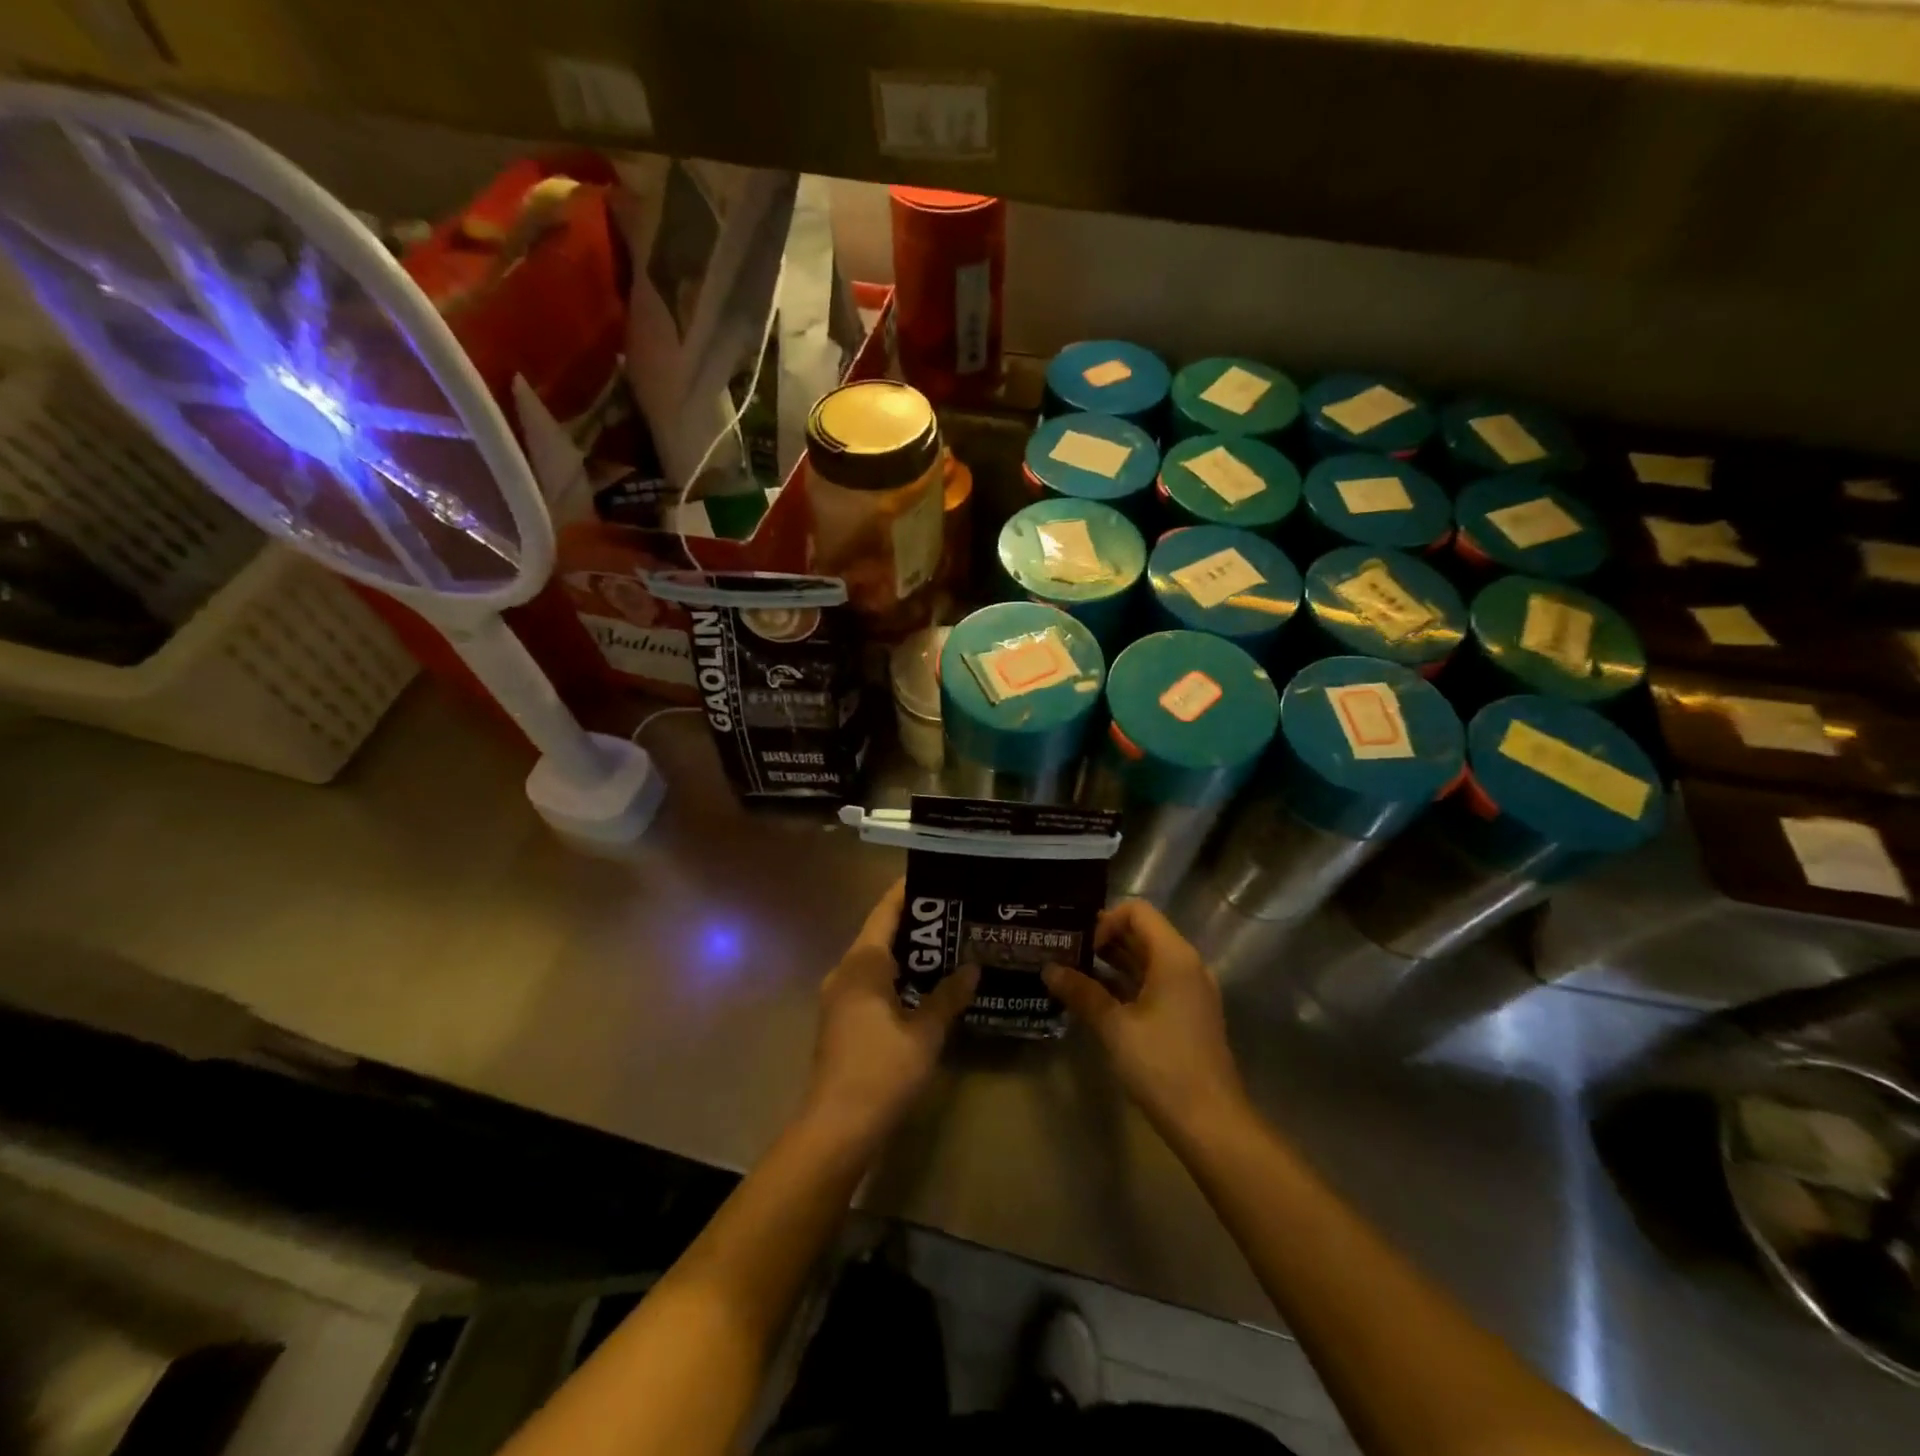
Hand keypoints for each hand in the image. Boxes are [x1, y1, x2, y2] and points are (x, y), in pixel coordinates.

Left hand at [804, 880, 977, 1145]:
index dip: (908, 891)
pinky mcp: (841, 1019)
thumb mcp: (925, 1032)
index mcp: (862, 964)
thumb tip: (973, 968)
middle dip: (916, 922)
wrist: (837, 1127)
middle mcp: (846, 971)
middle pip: (881, 933)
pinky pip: (871, 981)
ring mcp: (840, 996)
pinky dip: (898, 974)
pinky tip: (925, 984)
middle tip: (955, 912)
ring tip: (948, 943)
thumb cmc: (882, 1070)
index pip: (886, 911)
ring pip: (876, 960)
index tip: (938, 876)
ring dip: (908, 951)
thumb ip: (948, 996)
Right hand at [1043, 899, 1246, 1138]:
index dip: (1105, 921)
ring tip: (1073, 974)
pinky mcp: (1187, 1015)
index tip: (1080, 947)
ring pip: (1146, 961)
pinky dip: (1126, 984)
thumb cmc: (1163, 1066)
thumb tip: (1048, 969)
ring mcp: (1190, 991)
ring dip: (1112, 963)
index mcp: (1174, 957)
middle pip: (1142, 934)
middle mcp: (1186, 966)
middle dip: (1103, 940)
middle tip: (1065, 954)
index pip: (1137, 912)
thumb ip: (1082, 993)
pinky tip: (1096, 1001)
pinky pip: (1154, 983)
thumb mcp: (1115, 1027)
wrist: (1211, 1124)